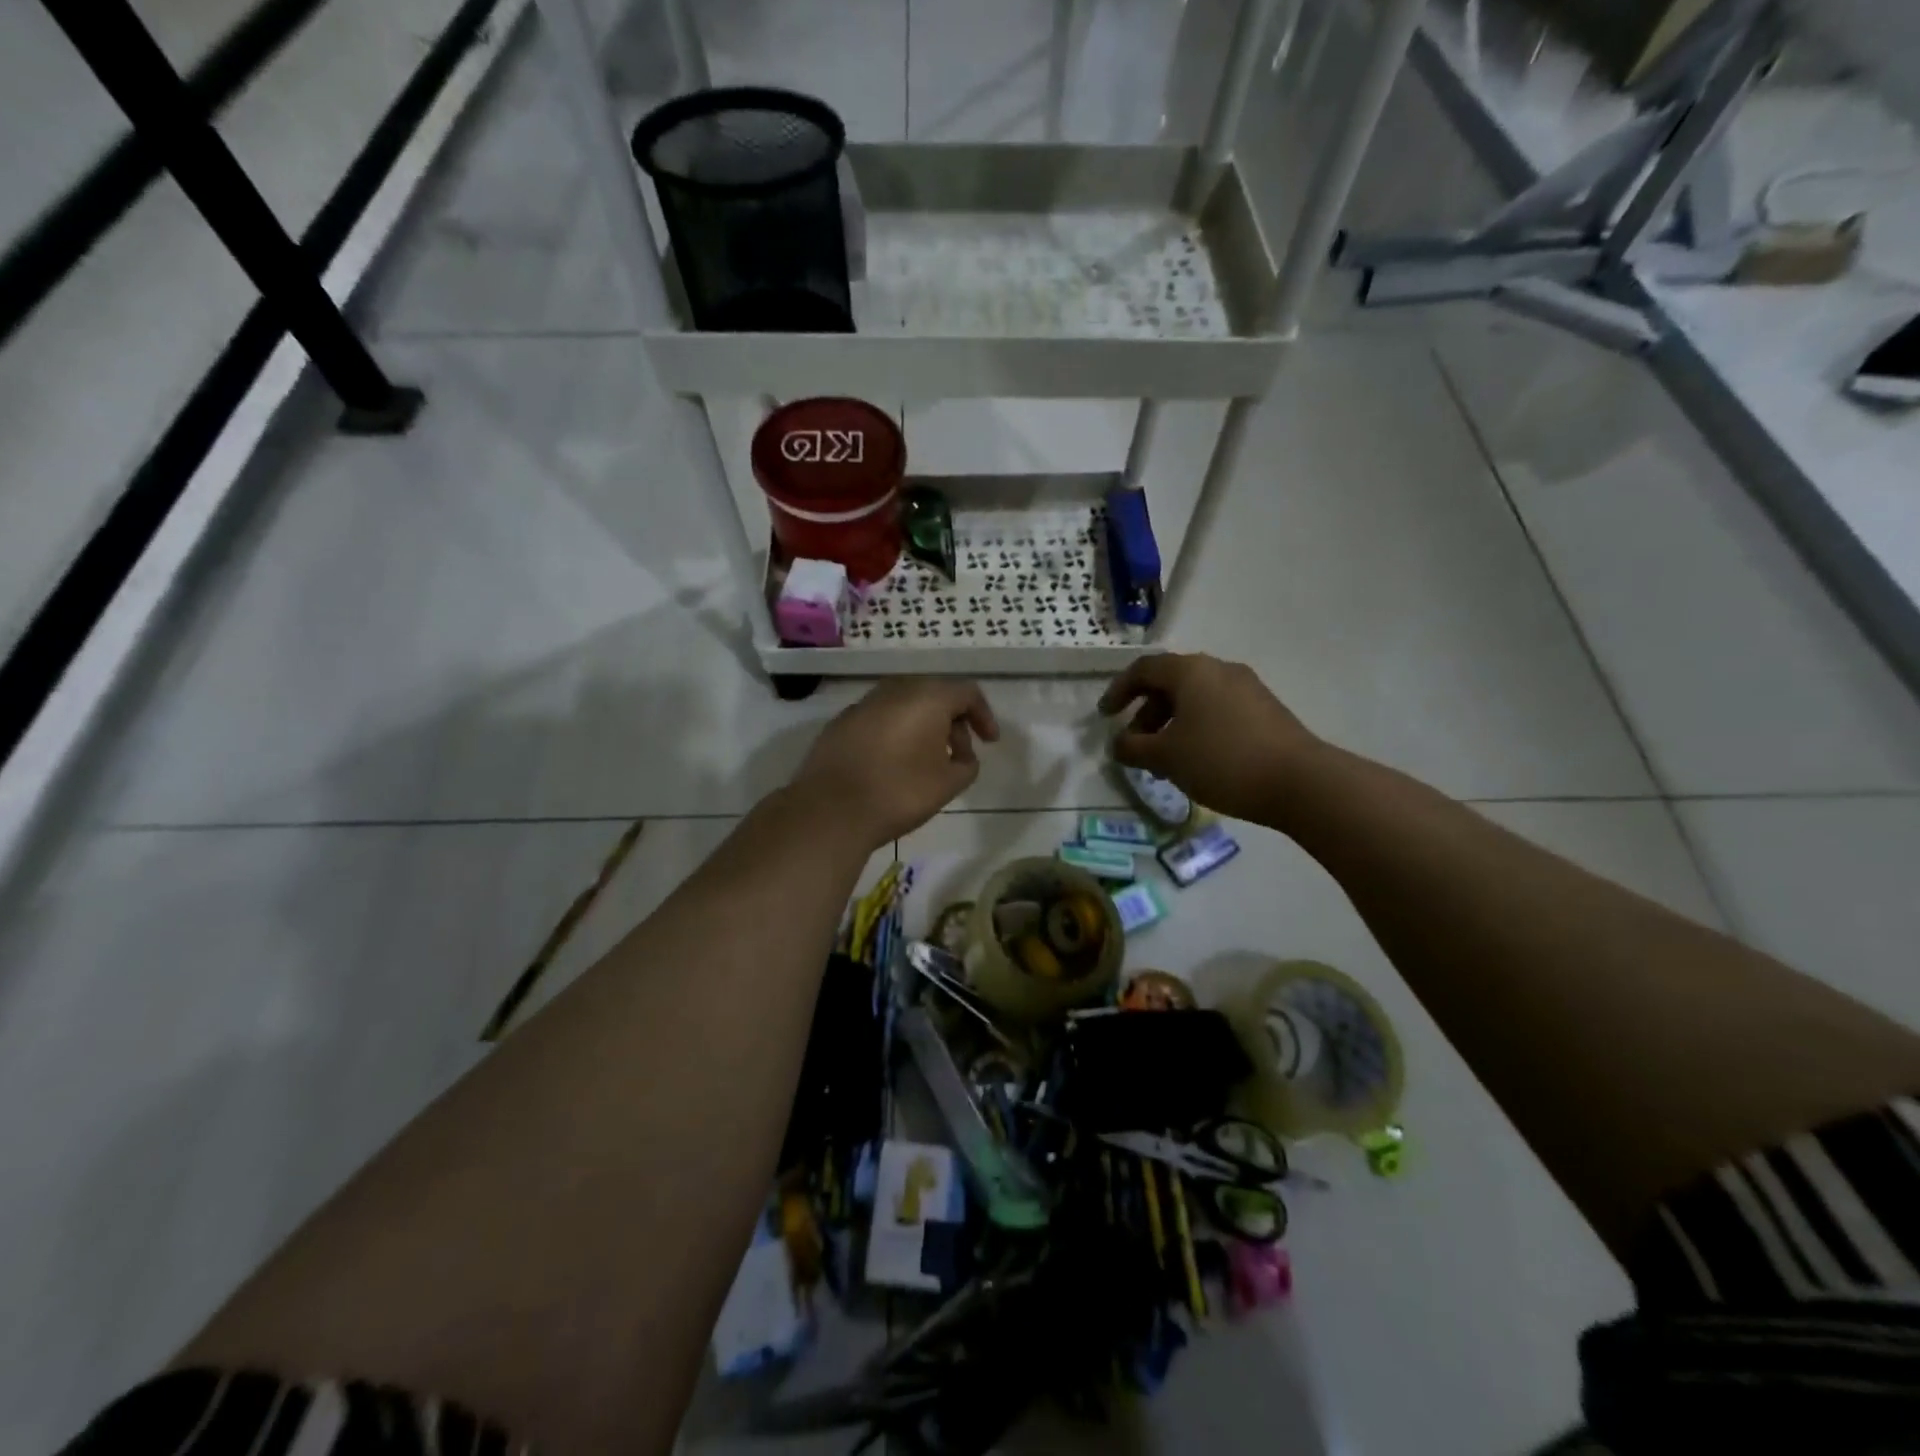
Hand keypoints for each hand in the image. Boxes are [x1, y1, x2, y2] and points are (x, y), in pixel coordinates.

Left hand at [791, 678, 999, 847]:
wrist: (830, 809)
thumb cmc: (899, 792)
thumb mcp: (949, 784)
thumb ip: (966, 764)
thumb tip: (962, 756)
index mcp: (927, 697)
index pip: (966, 693)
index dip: (984, 716)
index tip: (989, 743)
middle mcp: (895, 689)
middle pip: (934, 694)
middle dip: (953, 722)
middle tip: (959, 755)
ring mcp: (864, 703)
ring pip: (905, 705)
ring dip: (922, 726)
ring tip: (927, 760)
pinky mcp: (841, 722)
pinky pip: (880, 718)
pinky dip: (895, 732)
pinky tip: (893, 762)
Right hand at [1098, 654, 1320, 820]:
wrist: (1299, 781)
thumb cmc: (1221, 760)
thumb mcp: (1166, 757)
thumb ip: (1133, 748)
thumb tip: (1118, 744)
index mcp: (1190, 671)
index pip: (1143, 669)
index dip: (1118, 690)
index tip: (1106, 717)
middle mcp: (1218, 669)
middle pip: (1170, 683)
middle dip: (1146, 712)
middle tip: (1136, 744)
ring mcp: (1246, 688)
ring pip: (1195, 698)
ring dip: (1171, 723)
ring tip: (1165, 760)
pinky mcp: (1265, 709)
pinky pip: (1218, 710)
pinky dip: (1197, 728)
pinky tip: (1197, 761)